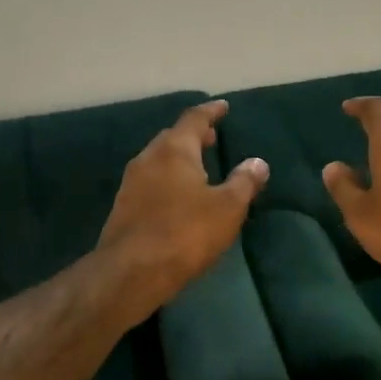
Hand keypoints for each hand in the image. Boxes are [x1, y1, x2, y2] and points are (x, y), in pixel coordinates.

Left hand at [98, 100, 267, 321]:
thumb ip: (244, 182)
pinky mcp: (123, 208)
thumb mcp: (227, 208)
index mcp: (174, 150)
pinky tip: (176, 197)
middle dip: (192, 136)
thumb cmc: (185, 233)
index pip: (194, 119)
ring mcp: (130, 184)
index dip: (210, 111)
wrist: (131, 272)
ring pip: (158, 161)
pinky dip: (166, 180)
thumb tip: (258, 162)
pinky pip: (149, 183)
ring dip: (178, 159)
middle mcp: (148, 159)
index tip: (222, 106)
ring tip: (197, 167)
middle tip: (211, 138)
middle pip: (172, 138)